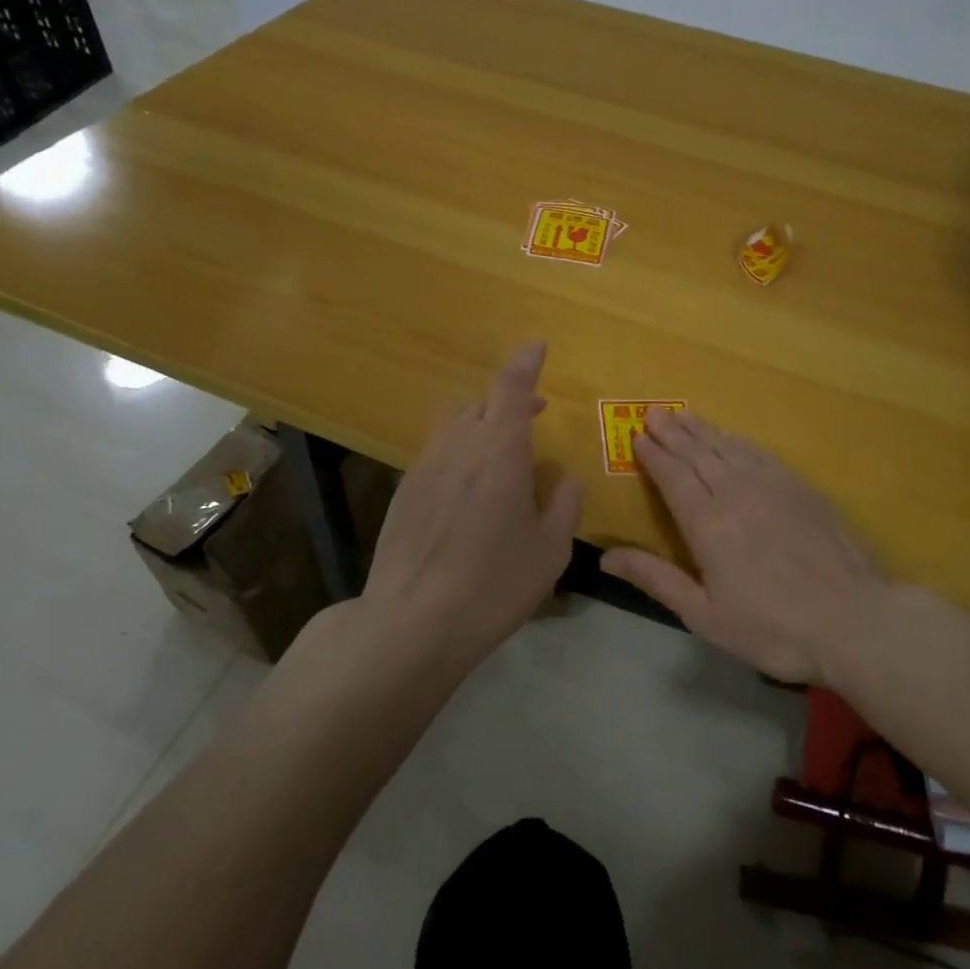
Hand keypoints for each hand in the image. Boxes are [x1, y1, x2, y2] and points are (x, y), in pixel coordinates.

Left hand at [360, 342, 582, 672]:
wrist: (412, 622)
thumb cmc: (494, 584)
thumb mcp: (550, 551)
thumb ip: (564, 504)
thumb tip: (565, 478)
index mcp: (498, 451)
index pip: (511, 387)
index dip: (526, 362)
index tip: (537, 345)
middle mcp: (458, 446)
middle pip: (481, 403)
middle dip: (509, 400)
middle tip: (533, 414)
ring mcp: (425, 466)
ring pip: (455, 425)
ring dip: (482, 424)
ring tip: (501, 453)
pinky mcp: (404, 490)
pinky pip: (438, 453)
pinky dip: (459, 452)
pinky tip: (468, 490)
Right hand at [600, 408, 890, 683]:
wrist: (855, 620)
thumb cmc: (773, 628)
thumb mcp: (705, 615)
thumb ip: (656, 579)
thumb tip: (605, 557)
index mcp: (707, 522)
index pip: (673, 476)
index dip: (654, 455)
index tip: (638, 436)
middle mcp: (736, 492)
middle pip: (697, 454)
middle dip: (672, 433)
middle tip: (653, 412)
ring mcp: (773, 485)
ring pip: (728, 447)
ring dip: (702, 430)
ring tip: (682, 415)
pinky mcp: (801, 488)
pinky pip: (760, 453)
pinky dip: (738, 441)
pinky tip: (731, 437)